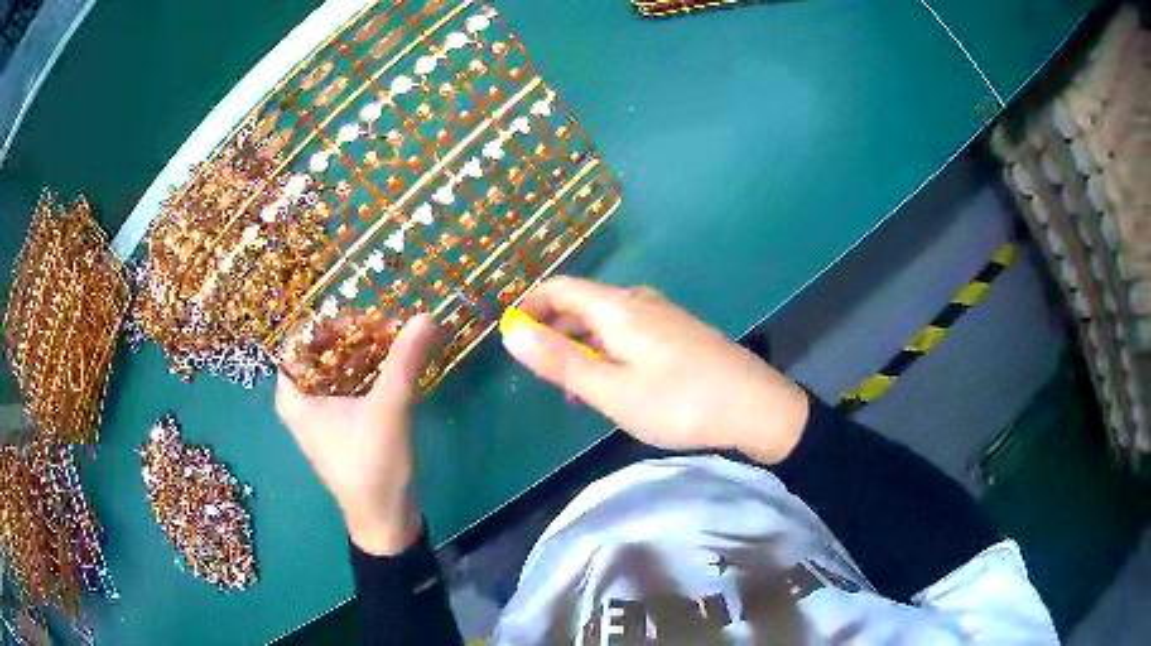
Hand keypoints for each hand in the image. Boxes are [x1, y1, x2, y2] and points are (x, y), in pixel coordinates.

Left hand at [275, 313, 438, 554]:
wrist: (386, 520)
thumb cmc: (373, 467)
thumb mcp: (388, 410)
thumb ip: (404, 361)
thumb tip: (426, 316)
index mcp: (293, 395)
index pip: (302, 338)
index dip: (332, 322)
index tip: (367, 316)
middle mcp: (300, 399)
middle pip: (320, 350)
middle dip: (354, 335)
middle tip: (388, 326)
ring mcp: (319, 412)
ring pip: (336, 366)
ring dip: (364, 351)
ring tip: (396, 339)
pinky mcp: (339, 423)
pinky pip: (347, 383)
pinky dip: (368, 370)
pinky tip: (393, 364)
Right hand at [501, 277, 809, 463]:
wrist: (756, 408)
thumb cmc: (679, 402)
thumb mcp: (612, 390)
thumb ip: (560, 361)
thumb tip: (511, 332)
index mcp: (618, 307)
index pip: (559, 288)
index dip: (528, 306)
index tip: (508, 336)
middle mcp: (639, 301)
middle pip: (582, 303)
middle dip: (553, 330)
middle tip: (537, 370)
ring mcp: (663, 316)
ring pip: (606, 321)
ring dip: (580, 346)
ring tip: (570, 387)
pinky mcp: (679, 334)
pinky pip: (628, 333)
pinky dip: (607, 352)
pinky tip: (611, 384)